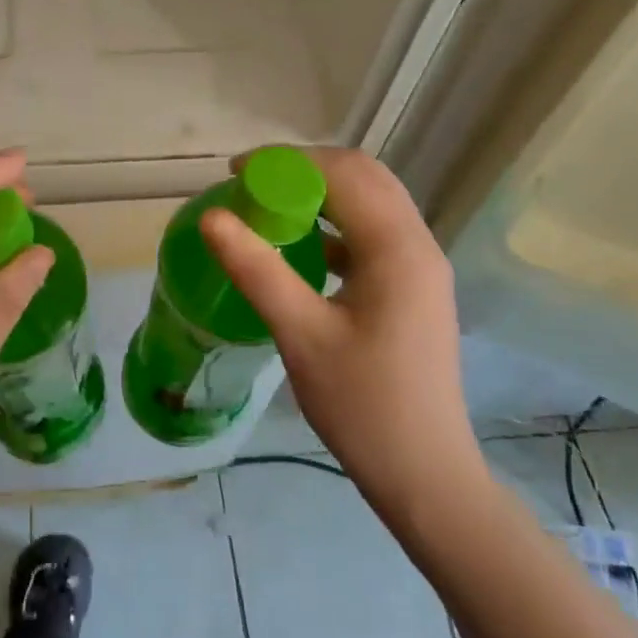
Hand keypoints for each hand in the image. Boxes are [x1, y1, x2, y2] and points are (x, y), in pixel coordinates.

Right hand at [200, 148, 484, 523]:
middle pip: (363, 177)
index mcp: (397, 249)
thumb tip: (212, 217)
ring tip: (270, 208)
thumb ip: (257, 270)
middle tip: (251, 186)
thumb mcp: (301, 335)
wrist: (425, 475)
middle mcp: (417, 245)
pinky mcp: (414, 289)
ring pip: (371, 203)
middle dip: (304, 169)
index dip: (286, 161)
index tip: (235, 172)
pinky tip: (301, 248)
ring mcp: (421, 267)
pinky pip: (372, 235)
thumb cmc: (363, 406)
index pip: (342, 172)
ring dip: (321, 194)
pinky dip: (334, 225)